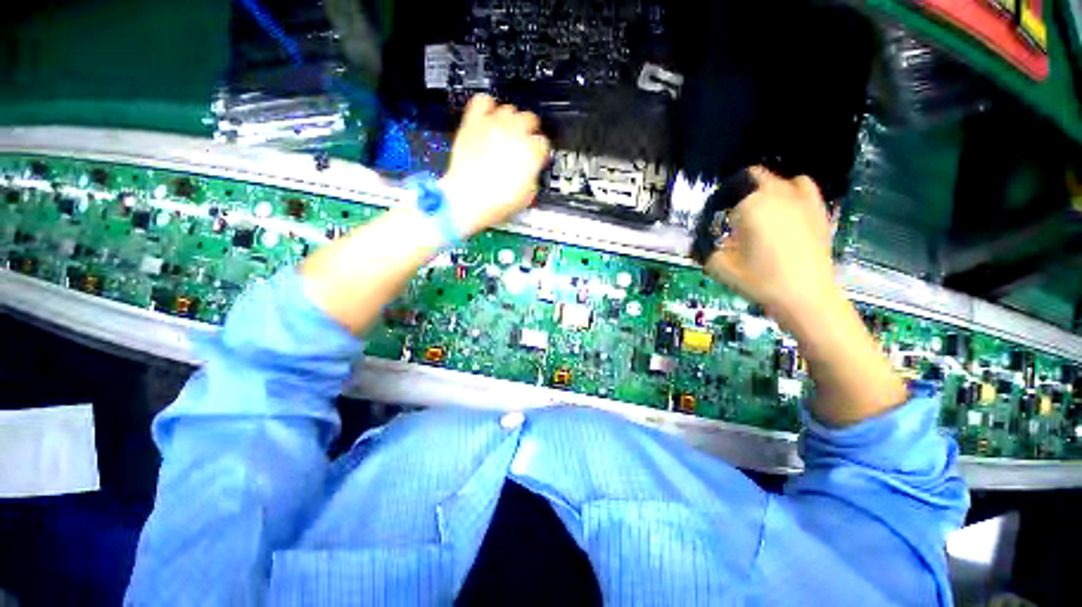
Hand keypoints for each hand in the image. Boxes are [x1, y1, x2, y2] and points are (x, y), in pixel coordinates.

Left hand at [440, 95, 550, 235]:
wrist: (468, 199)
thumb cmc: (497, 202)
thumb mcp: (527, 195)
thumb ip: (533, 175)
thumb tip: (531, 169)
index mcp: (532, 151)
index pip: (544, 142)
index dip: (539, 151)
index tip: (535, 156)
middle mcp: (515, 133)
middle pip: (530, 119)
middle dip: (529, 132)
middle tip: (523, 143)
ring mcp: (493, 125)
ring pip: (509, 109)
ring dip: (511, 120)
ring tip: (506, 133)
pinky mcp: (474, 122)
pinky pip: (483, 100)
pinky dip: (487, 106)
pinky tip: (488, 118)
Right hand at [704, 167, 836, 326]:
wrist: (805, 296)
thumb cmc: (759, 280)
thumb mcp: (720, 267)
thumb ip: (705, 249)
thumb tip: (701, 242)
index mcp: (752, 205)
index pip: (728, 191)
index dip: (717, 203)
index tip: (713, 219)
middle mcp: (778, 194)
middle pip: (754, 177)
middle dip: (738, 192)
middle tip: (731, 216)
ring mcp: (802, 200)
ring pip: (778, 180)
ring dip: (763, 189)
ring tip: (757, 209)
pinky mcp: (818, 210)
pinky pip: (802, 186)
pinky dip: (790, 190)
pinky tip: (785, 206)